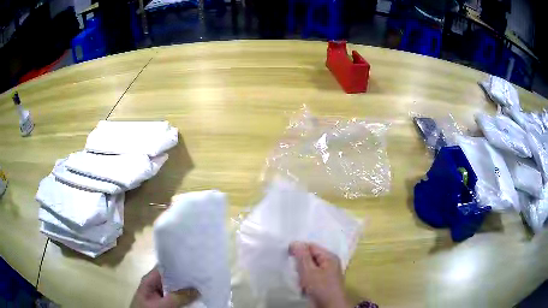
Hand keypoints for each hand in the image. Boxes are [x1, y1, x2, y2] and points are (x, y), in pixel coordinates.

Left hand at [131, 267, 198, 307]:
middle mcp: (154, 283)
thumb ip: (177, 298)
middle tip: (203, 276)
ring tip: (202, 284)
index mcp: (150, 279)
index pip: (165, 267)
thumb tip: (197, 290)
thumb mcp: (162, 305)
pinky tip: (196, 297)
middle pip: (172, 277)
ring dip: (186, 288)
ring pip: (175, 288)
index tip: (194, 265)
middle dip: (185, 278)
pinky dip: (184, 297)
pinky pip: (175, 297)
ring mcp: (159, 293)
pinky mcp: (164, 301)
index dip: (179, 265)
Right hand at [289, 242, 348, 307]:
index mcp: (329, 256)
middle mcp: (329, 263)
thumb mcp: (309, 271)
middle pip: (310, 257)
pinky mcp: (322, 283)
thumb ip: (302, 256)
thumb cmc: (320, 287)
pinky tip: (301, 285)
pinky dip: (304, 280)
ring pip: (309, 268)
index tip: (287, 256)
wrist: (329, 307)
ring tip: (298, 279)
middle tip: (293, 269)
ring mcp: (326, 273)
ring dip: (301, 272)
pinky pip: (310, 276)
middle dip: (300, 263)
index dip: (298, 249)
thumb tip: (295, 242)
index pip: (311, 246)